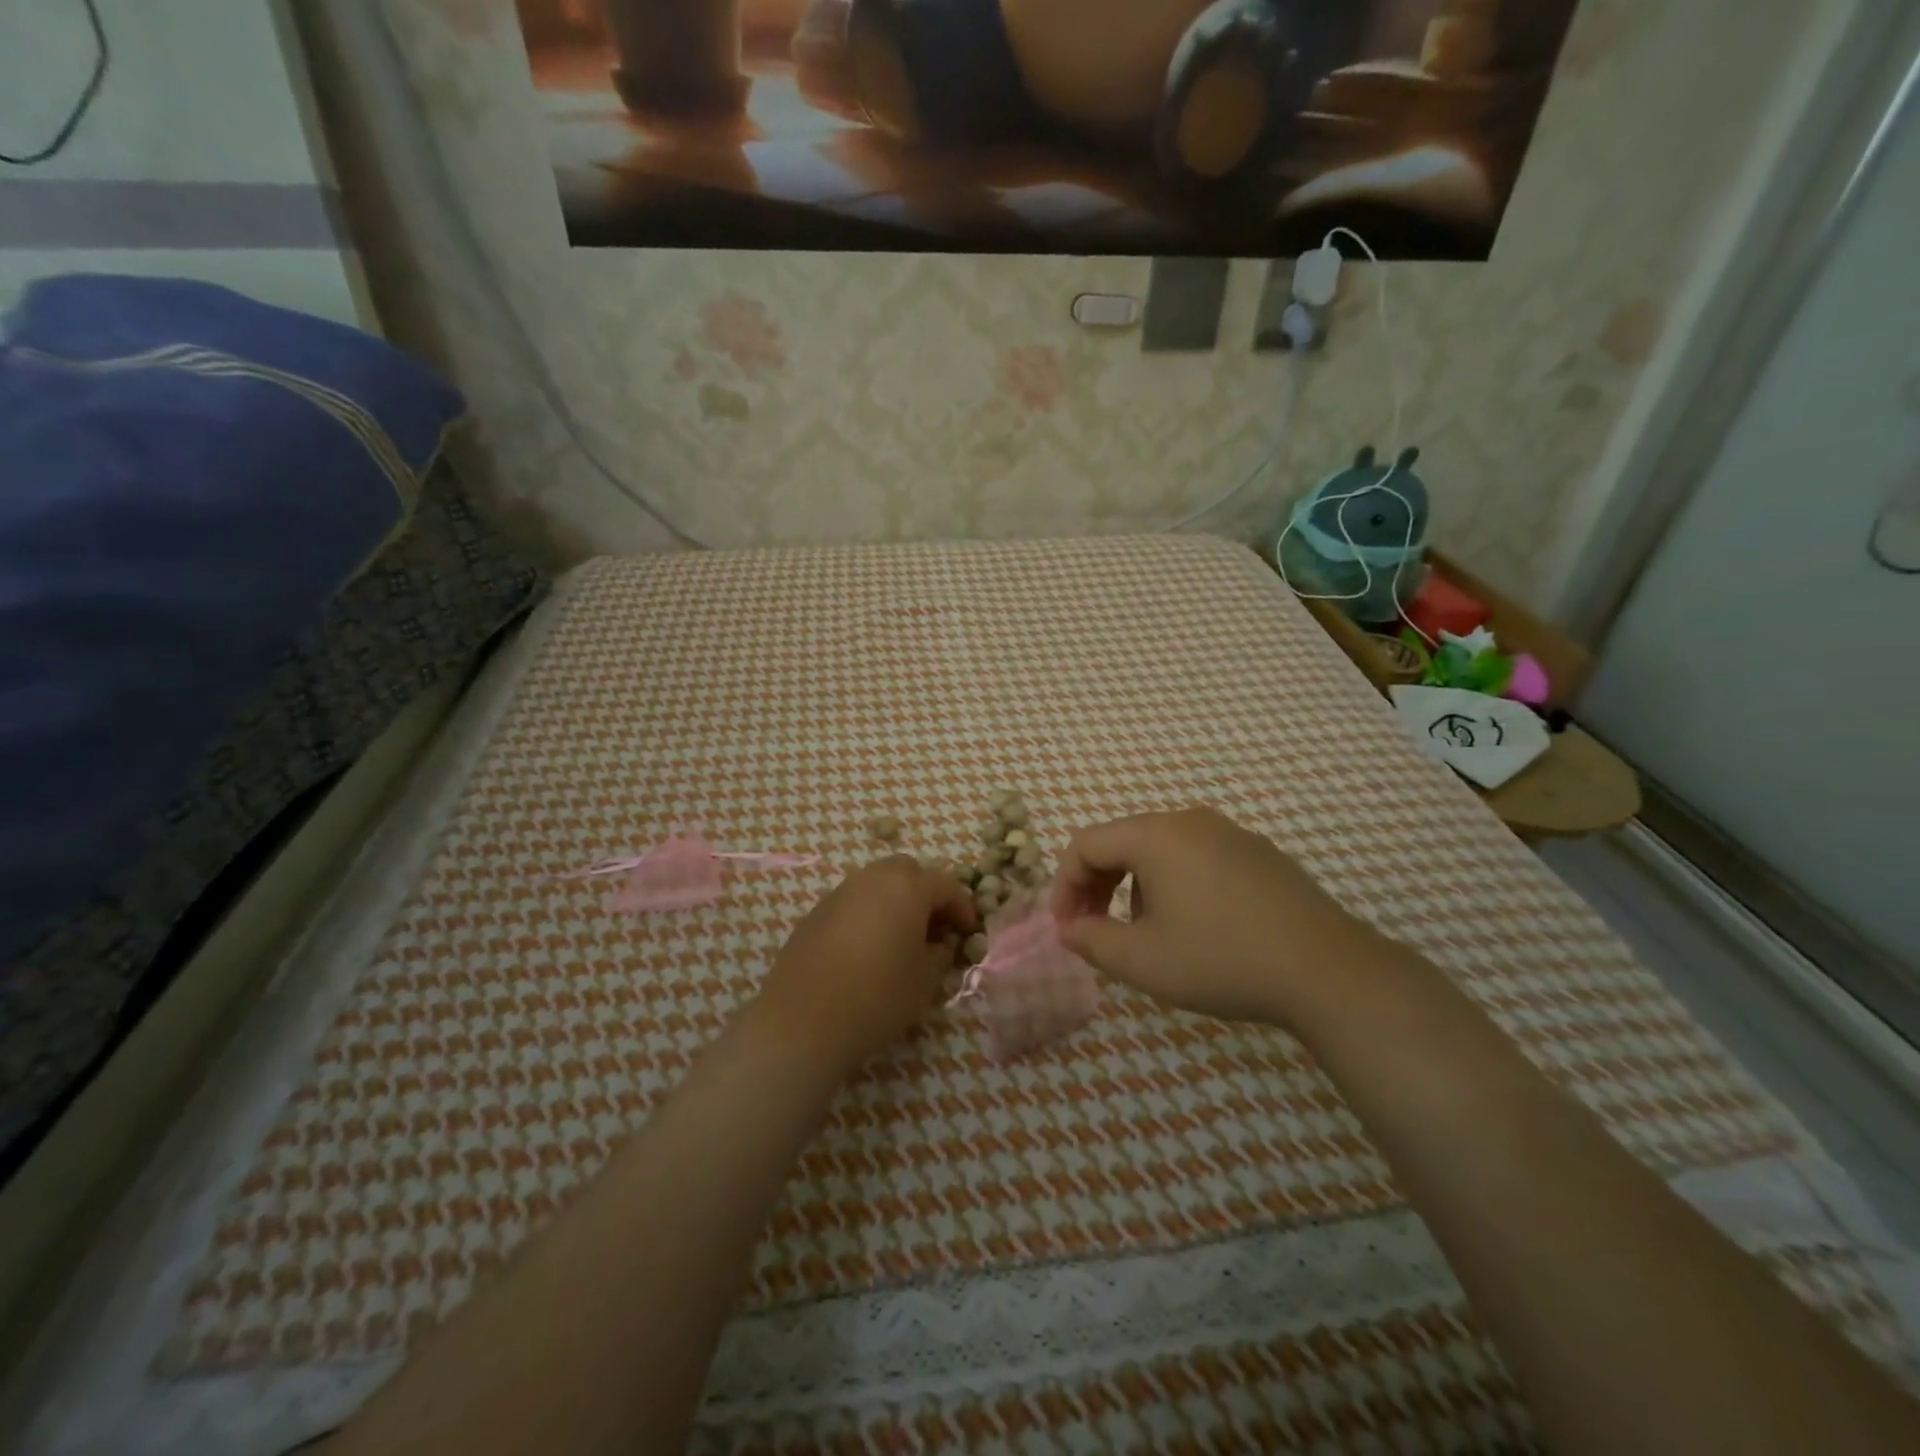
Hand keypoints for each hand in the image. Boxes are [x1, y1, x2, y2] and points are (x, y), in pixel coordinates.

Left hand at [752, 856, 976, 1073]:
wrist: (803, 1020)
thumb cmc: (877, 997)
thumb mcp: (925, 981)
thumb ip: (940, 954)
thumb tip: (939, 944)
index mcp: (907, 888)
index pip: (945, 884)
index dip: (962, 905)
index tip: (968, 930)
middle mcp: (873, 880)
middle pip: (907, 870)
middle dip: (925, 891)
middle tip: (934, 925)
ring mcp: (840, 893)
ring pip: (876, 882)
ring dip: (894, 900)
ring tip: (901, 936)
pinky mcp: (815, 913)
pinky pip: (852, 901)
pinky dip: (868, 913)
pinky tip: (867, 947)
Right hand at [1050, 807, 1373, 1027]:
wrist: (1328, 971)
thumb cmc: (1222, 961)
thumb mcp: (1143, 961)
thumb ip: (1092, 941)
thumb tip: (1069, 929)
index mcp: (1156, 836)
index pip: (1086, 844)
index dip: (1064, 886)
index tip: (1065, 928)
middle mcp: (1190, 820)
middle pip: (1121, 841)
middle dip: (1096, 884)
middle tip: (1091, 928)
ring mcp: (1230, 833)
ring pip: (1159, 850)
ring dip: (1133, 886)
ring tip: (1143, 933)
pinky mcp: (1258, 853)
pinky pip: (1196, 857)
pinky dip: (1173, 883)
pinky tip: (1192, 925)